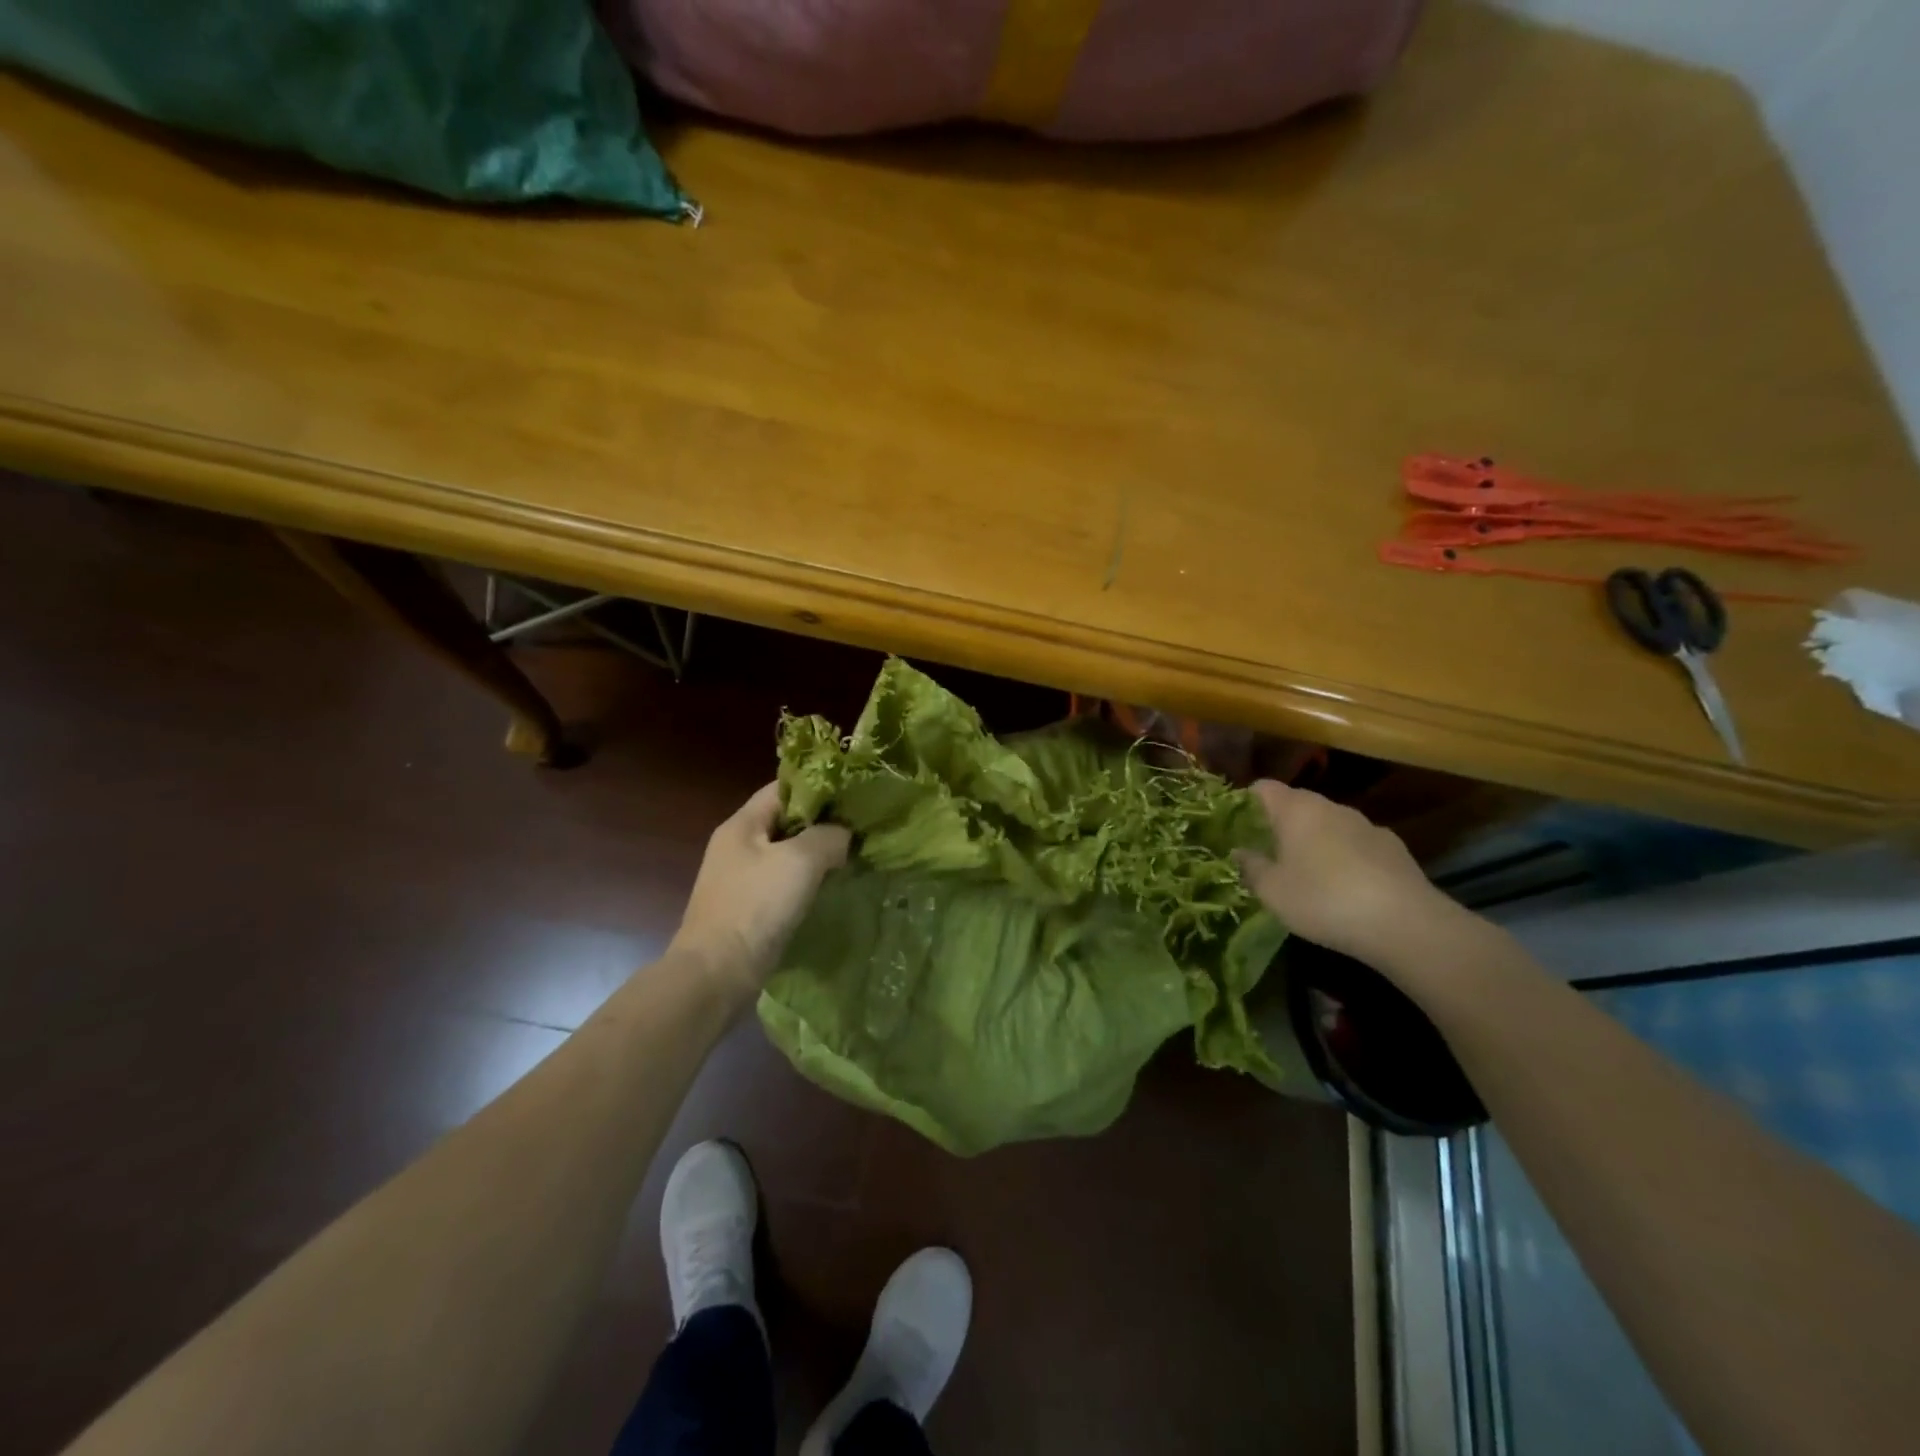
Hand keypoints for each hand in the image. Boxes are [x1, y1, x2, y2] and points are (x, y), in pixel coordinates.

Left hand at [671, 782, 851, 997]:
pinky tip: (831, 886)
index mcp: (742, 825)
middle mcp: (737, 846)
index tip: (852, 793)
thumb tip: (843, 834)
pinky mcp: (749, 908)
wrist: (716, 974)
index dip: (817, 787)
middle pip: (785, 820)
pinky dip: (807, 880)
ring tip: (853, 855)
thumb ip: (827, 836)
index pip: (782, 788)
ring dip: (817, 853)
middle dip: (822, 821)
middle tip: (860, 826)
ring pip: (786, 853)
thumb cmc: (755, 907)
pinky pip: (783, 882)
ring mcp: (741, 879)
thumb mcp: (800, 862)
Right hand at [1235, 780, 1459, 969]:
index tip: (1237, 826)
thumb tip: (1240, 851)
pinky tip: (1346, 887)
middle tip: (1267, 854)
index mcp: (1296, 810)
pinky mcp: (1394, 848)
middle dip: (1281, 825)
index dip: (1246, 802)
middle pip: (1297, 805)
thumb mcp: (1273, 891)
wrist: (1406, 924)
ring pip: (1329, 825)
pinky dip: (1345, 857)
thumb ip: (1251, 867)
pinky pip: (1357, 844)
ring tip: (1307, 874)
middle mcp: (1331, 807)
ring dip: (1315, 841)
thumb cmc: (1324, 900)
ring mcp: (1367, 825)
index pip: (1263, 788)